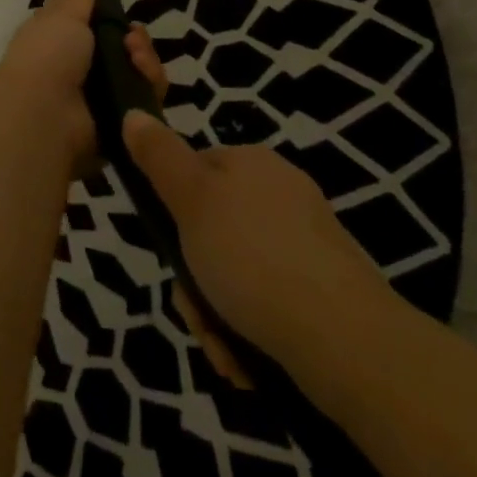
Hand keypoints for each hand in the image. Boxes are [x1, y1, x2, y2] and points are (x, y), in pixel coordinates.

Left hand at [0, 0, 167, 173]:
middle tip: (133, 40)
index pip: (95, 27)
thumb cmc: (47, 56)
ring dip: (145, 62)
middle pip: (124, 51)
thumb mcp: (62, 16)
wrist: (44, 117)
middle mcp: (80, 70)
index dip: (111, 18)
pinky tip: (144, 77)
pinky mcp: (119, 124)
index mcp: (61, 42)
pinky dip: (149, 88)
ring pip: (139, 75)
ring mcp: (100, 98)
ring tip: (137, 58)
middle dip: (136, 41)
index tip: (119, 11)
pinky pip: (146, 103)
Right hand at [122, 112, 398, 378]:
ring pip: (236, 274)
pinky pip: (268, 303)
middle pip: (211, 232)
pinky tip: (249, 363)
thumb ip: (159, 157)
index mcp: (252, 163)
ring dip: (218, 316)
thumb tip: (132, 113)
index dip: (173, 214)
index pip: (195, 172)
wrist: (344, 339)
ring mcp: (306, 243)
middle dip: (195, 282)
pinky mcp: (324, 290)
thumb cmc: (253, 258)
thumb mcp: (191, 199)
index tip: (169, 254)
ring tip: (226, 352)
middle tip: (198, 316)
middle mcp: (281, 194)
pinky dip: (251, 331)